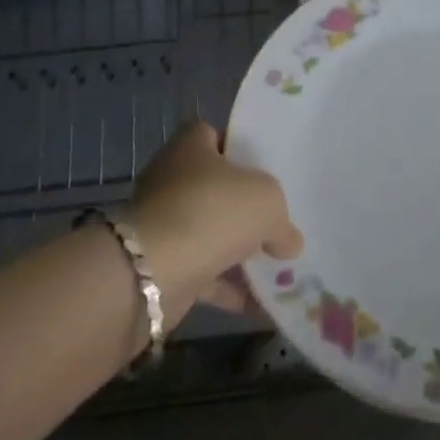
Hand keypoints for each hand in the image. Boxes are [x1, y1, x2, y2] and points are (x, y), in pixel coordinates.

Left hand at [130, 120, 302, 326]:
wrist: (151, 273)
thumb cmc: (212, 211)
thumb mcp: (266, 202)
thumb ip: (281, 219)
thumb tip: (289, 242)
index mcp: (190, 147)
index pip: (213, 135)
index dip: (238, 148)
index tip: (264, 168)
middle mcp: (171, 179)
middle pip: (213, 185)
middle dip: (242, 205)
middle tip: (276, 219)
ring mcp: (163, 224)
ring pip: (208, 231)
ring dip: (236, 250)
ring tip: (277, 266)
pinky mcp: (160, 266)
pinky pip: (202, 273)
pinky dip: (228, 289)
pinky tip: (261, 304)